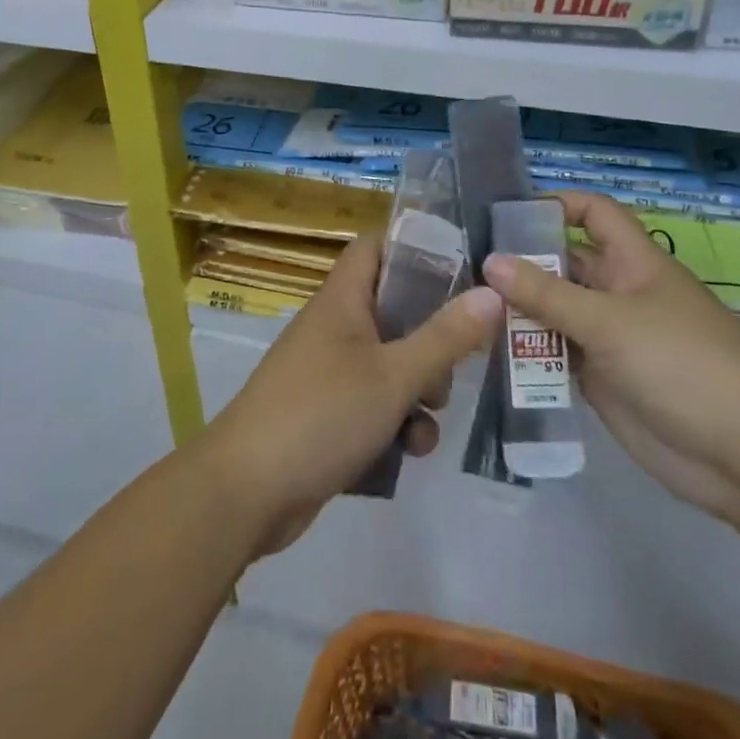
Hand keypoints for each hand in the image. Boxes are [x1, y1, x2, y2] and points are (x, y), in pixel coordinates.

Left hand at [201, 232, 502, 556]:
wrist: (247, 491)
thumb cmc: (322, 414)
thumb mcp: (394, 375)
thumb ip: (445, 336)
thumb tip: (492, 292)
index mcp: (342, 300)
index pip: (375, 247)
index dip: (414, 248)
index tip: (460, 268)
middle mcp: (334, 327)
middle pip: (392, 310)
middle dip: (431, 338)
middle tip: (458, 361)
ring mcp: (328, 372)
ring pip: (389, 363)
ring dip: (418, 389)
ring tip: (431, 416)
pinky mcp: (327, 414)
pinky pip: (373, 403)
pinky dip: (394, 421)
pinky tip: (410, 451)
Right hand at [482, 191, 739, 527]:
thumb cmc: (680, 365)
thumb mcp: (609, 322)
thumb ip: (546, 293)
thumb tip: (491, 261)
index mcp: (634, 263)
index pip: (594, 213)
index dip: (556, 205)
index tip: (507, 215)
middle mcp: (619, 293)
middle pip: (565, 263)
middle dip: (522, 262)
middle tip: (466, 267)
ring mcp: (610, 337)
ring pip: (556, 310)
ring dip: (520, 310)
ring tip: (469, 310)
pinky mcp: (603, 378)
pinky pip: (558, 354)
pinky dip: (529, 351)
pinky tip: (491, 353)